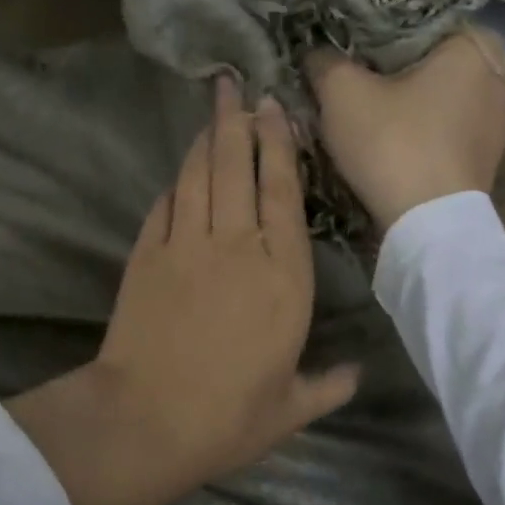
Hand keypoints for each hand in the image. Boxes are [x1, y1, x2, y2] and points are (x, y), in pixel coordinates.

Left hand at [8, 77, 359, 504]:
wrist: (146, 418)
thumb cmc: (228, 417)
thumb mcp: (290, 409)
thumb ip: (327, 385)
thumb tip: (358, 375)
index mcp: (283, 276)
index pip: (284, 193)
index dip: (279, 145)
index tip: (274, 110)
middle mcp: (237, 246)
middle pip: (237, 167)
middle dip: (237, 122)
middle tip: (234, 86)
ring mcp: (186, 245)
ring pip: (198, 176)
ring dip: (206, 141)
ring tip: (212, 113)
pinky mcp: (146, 254)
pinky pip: (164, 206)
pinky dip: (174, 185)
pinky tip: (180, 175)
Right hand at [306, 28, 504, 232]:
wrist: (428, 226)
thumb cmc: (392, 144)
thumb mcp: (341, 93)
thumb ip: (324, 60)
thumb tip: (315, 52)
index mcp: (473, 44)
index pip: (417, 16)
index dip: (375, 27)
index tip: (345, 42)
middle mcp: (501, 71)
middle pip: (432, 52)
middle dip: (395, 61)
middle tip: (354, 70)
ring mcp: (503, 113)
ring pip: (444, 86)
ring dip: (411, 91)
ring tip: (370, 98)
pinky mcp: (492, 148)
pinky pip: (452, 115)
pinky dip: (426, 116)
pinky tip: (395, 127)